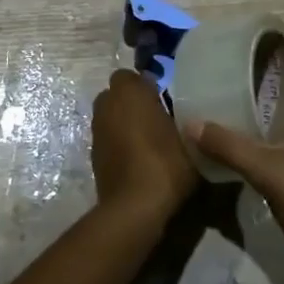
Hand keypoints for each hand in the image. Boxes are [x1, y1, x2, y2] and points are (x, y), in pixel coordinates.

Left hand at [90, 70, 196, 228]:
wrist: (135, 207)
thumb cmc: (166, 163)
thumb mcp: (190, 139)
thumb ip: (187, 120)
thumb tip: (188, 116)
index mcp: (129, 92)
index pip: (129, 75)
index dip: (145, 85)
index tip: (163, 99)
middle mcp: (107, 106)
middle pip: (116, 95)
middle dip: (131, 102)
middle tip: (156, 116)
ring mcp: (97, 132)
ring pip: (109, 117)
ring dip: (123, 122)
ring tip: (148, 139)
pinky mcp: (93, 156)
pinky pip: (107, 139)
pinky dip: (118, 143)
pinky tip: (137, 158)